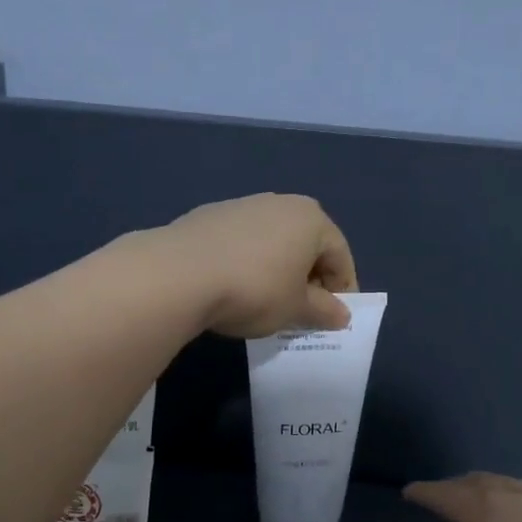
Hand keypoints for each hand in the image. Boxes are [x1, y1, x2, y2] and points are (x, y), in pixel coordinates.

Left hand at [157, 193, 357, 337]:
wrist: (180, 274)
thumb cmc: (255, 290)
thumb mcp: (296, 309)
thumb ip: (324, 311)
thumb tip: (342, 315)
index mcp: (312, 219)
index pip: (340, 257)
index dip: (342, 291)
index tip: (332, 319)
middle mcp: (280, 203)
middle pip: (307, 245)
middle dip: (308, 278)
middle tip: (301, 312)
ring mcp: (242, 205)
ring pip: (273, 242)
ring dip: (277, 270)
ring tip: (265, 302)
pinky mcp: (209, 215)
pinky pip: (242, 242)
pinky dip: (247, 263)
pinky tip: (233, 287)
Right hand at [402, 473, 521, 521]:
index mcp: (481, 512)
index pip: (443, 494)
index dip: (423, 493)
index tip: (408, 493)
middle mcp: (511, 496)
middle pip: (474, 482)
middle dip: (451, 487)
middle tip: (437, 497)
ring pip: (503, 483)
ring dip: (481, 486)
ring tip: (471, 499)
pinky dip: (509, 491)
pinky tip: (514, 506)